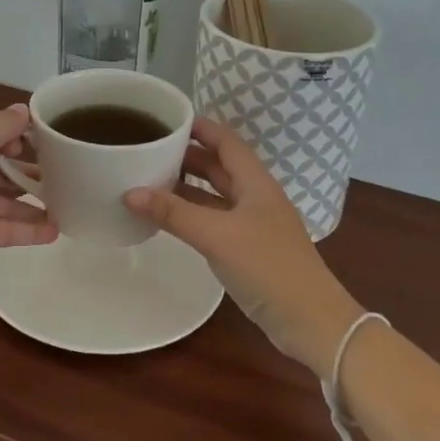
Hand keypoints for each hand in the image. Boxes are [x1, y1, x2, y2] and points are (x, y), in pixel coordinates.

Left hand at [0, 104, 57, 287]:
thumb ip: (4, 124)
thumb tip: (23, 111)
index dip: (21, 132)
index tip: (50, 141)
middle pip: (2, 164)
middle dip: (33, 168)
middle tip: (70, 174)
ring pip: (6, 199)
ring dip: (35, 201)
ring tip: (71, 204)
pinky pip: (4, 230)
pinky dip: (28, 230)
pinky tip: (55, 232)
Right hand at [123, 118, 358, 377]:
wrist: (310, 321)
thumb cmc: (268, 267)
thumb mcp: (217, 235)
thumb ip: (174, 213)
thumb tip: (129, 192)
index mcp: (256, 183)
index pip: (226, 141)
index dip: (200, 127)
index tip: (166, 119)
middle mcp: (256, 197)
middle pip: (220, 166)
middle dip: (187, 155)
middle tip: (150, 148)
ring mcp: (253, 225)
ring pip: (216, 194)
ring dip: (188, 185)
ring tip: (151, 177)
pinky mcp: (248, 250)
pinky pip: (214, 220)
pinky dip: (192, 213)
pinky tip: (169, 217)